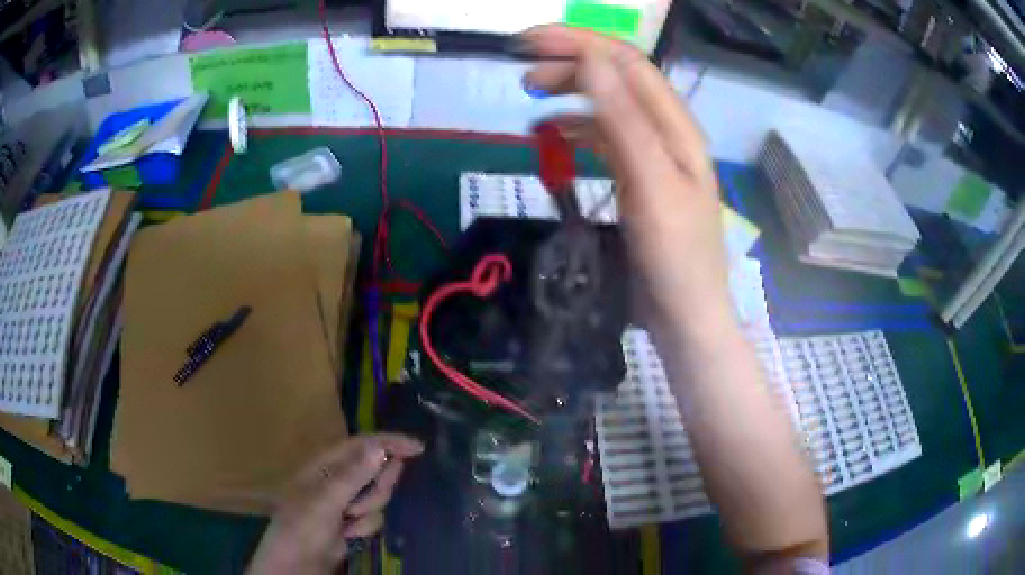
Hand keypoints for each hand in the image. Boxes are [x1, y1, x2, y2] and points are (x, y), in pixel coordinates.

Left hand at [247, 434, 423, 574]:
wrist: (297, 565)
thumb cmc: (303, 527)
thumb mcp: (325, 501)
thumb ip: (353, 476)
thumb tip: (379, 448)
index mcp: (323, 464)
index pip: (361, 444)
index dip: (389, 442)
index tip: (418, 448)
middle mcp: (336, 478)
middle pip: (374, 471)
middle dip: (374, 490)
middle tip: (358, 507)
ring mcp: (344, 501)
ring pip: (377, 496)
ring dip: (367, 512)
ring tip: (347, 524)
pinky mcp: (352, 520)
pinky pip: (374, 516)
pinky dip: (365, 527)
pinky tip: (349, 535)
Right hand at [521, 26, 732, 328]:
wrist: (684, 314)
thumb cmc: (674, 255)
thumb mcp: (651, 184)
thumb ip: (625, 121)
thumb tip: (591, 61)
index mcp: (674, 126)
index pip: (627, 62)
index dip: (580, 43)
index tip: (528, 42)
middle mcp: (665, 131)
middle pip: (616, 78)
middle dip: (570, 65)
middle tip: (524, 76)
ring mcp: (651, 154)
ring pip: (607, 105)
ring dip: (570, 93)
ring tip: (532, 97)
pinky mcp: (636, 177)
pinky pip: (603, 138)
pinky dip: (575, 128)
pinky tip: (552, 134)